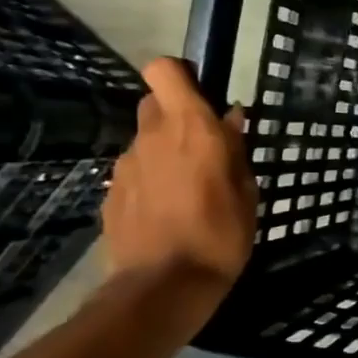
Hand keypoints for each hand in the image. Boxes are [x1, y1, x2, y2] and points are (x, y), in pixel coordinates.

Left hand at [103, 58, 258, 293]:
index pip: (164, 71)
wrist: (163, 287)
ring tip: (187, 190)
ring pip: (145, 142)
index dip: (180, 75)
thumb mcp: (246, 192)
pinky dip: (150, 182)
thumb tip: (230, 117)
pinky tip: (167, 212)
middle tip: (201, 147)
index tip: (201, 95)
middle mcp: (152, 137)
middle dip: (175, 116)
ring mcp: (126, 166)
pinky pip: (135, 173)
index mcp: (191, 128)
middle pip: (154, 103)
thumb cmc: (220, 235)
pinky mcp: (110, 194)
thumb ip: (235, 149)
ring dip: (164, 153)